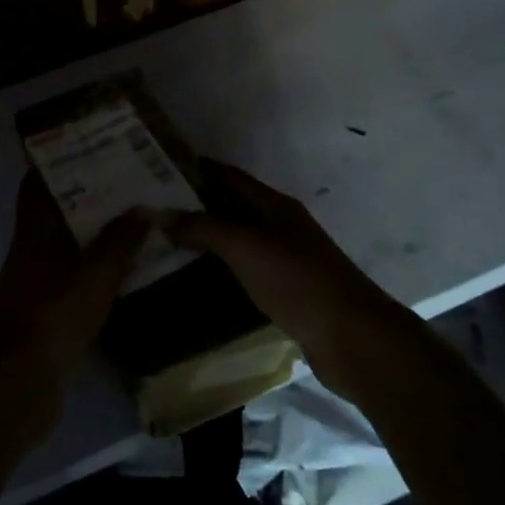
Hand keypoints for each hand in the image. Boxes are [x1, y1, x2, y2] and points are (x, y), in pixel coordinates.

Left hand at [0, 176, 144, 421]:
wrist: (18, 385)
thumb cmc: (54, 315)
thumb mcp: (95, 273)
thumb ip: (118, 240)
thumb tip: (142, 207)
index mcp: (32, 234)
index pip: (35, 187)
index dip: (53, 166)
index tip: (83, 151)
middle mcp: (25, 256)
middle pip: (51, 219)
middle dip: (82, 204)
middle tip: (122, 191)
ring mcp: (28, 290)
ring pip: (60, 254)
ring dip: (87, 244)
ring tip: (127, 232)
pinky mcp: (37, 321)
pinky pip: (65, 287)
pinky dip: (87, 280)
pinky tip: (116, 283)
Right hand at [155, 162, 403, 400]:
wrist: (351, 337)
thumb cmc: (297, 280)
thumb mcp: (246, 247)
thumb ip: (203, 228)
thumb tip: (160, 213)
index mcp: (274, 205)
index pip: (229, 176)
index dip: (197, 169)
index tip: (158, 168)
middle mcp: (279, 225)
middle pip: (231, 206)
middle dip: (195, 204)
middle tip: (153, 210)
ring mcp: (284, 259)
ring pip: (237, 239)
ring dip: (205, 239)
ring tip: (163, 242)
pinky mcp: (285, 291)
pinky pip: (244, 269)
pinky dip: (219, 268)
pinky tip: (195, 278)